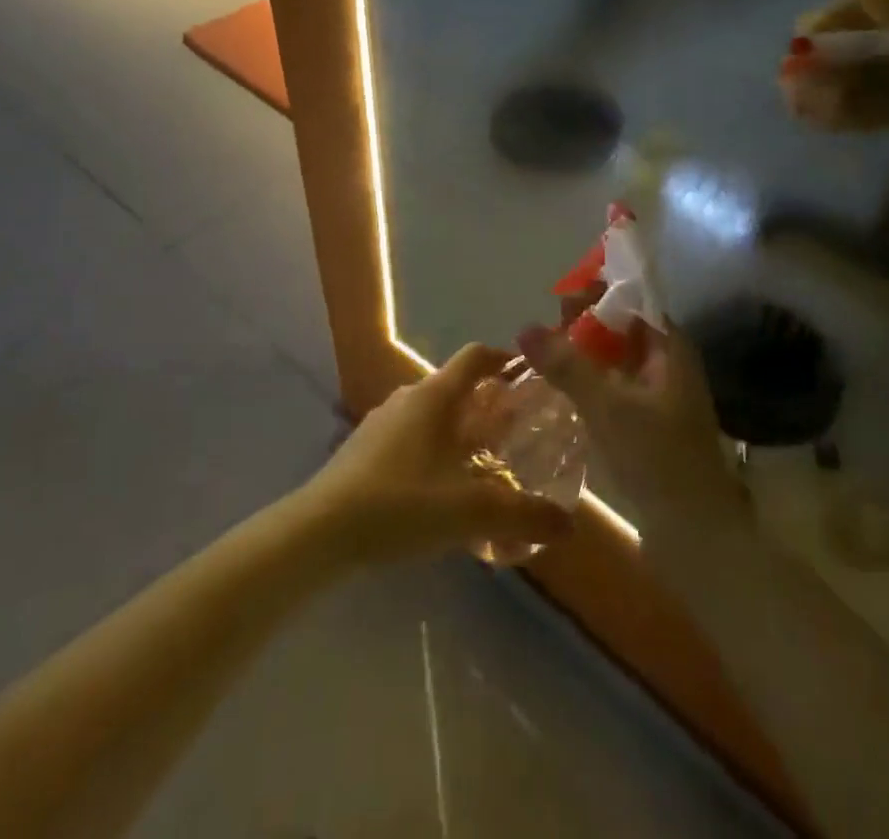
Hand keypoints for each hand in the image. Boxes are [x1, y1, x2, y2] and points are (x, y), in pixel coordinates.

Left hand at [306, 344, 574, 564]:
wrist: (320, 532)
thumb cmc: (400, 505)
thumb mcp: (470, 512)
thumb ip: (523, 516)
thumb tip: (568, 524)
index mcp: (435, 396)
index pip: (476, 356)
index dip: (505, 359)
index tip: (531, 378)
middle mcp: (409, 398)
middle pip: (458, 388)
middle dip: (490, 407)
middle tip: (518, 434)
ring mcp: (382, 422)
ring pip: (434, 416)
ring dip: (462, 432)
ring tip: (485, 467)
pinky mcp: (365, 449)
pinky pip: (412, 438)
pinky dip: (435, 452)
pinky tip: (442, 494)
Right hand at [517, 319, 740, 525]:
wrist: (695, 533)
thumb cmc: (657, 457)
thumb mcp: (607, 406)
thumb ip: (567, 365)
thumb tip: (524, 327)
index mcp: (671, 348)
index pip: (634, 300)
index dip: (598, 294)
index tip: (559, 301)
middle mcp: (668, 364)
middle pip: (623, 329)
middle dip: (585, 325)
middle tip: (544, 333)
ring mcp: (659, 395)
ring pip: (617, 360)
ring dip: (584, 355)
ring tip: (544, 357)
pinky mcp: (648, 423)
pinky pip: (615, 387)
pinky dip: (590, 383)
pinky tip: (561, 391)